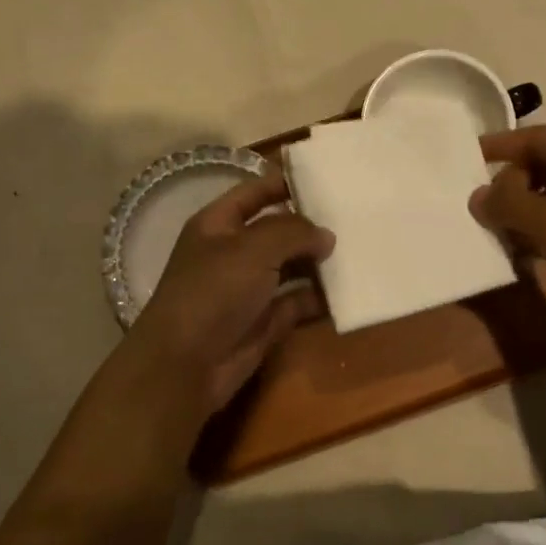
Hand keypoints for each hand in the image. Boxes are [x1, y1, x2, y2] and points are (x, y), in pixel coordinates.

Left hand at [124, 169, 333, 422]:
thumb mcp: (252, 248)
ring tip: (359, 250)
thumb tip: (325, 235)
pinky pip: (298, 301)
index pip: (254, 192)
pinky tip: (349, 289)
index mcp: (218, 225)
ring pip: (291, 266)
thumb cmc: (213, 292)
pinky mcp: (265, 321)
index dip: (285, 183)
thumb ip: (293, 232)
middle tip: (354, 217)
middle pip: (277, 230)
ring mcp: (249, 288)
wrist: (186, 365)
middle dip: (310, 225)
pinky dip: (320, 297)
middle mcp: (233, 253)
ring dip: (319, 261)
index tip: (326, 180)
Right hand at [470, 126, 545, 332]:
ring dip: (524, 212)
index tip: (466, 159)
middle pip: (544, 167)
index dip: (500, 145)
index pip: (536, 138)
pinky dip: (543, 233)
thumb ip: (509, 205)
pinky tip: (526, 255)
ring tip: (495, 233)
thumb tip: (478, 195)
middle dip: (510, 185)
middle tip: (479, 207)